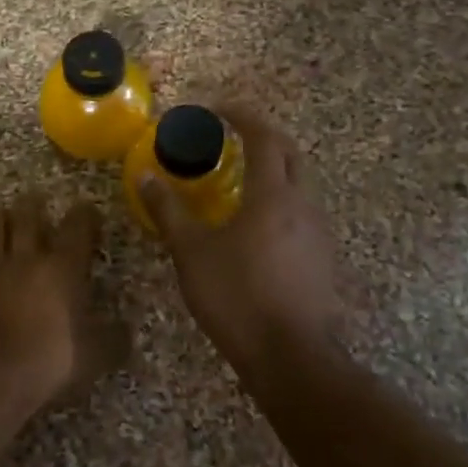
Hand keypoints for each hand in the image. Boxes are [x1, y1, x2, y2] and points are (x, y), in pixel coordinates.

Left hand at [0, 194, 122, 413]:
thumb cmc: (50, 361)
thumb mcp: (96, 356)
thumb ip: (113, 338)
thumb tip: (125, 328)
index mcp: (63, 268)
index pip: (76, 228)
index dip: (84, 215)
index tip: (86, 208)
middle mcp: (26, 260)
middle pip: (28, 220)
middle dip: (34, 206)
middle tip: (35, 196)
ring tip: (2, 213)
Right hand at [139, 104, 345, 371]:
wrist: (291, 357)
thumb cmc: (237, 297)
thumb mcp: (192, 253)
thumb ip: (168, 211)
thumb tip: (145, 177)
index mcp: (273, 195)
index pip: (264, 137)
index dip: (242, 116)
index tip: (217, 109)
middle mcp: (303, 204)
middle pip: (290, 153)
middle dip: (264, 136)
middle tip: (233, 135)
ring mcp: (318, 232)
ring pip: (300, 182)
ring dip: (274, 167)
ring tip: (241, 175)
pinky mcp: (323, 257)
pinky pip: (302, 209)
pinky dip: (280, 197)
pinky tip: (257, 220)